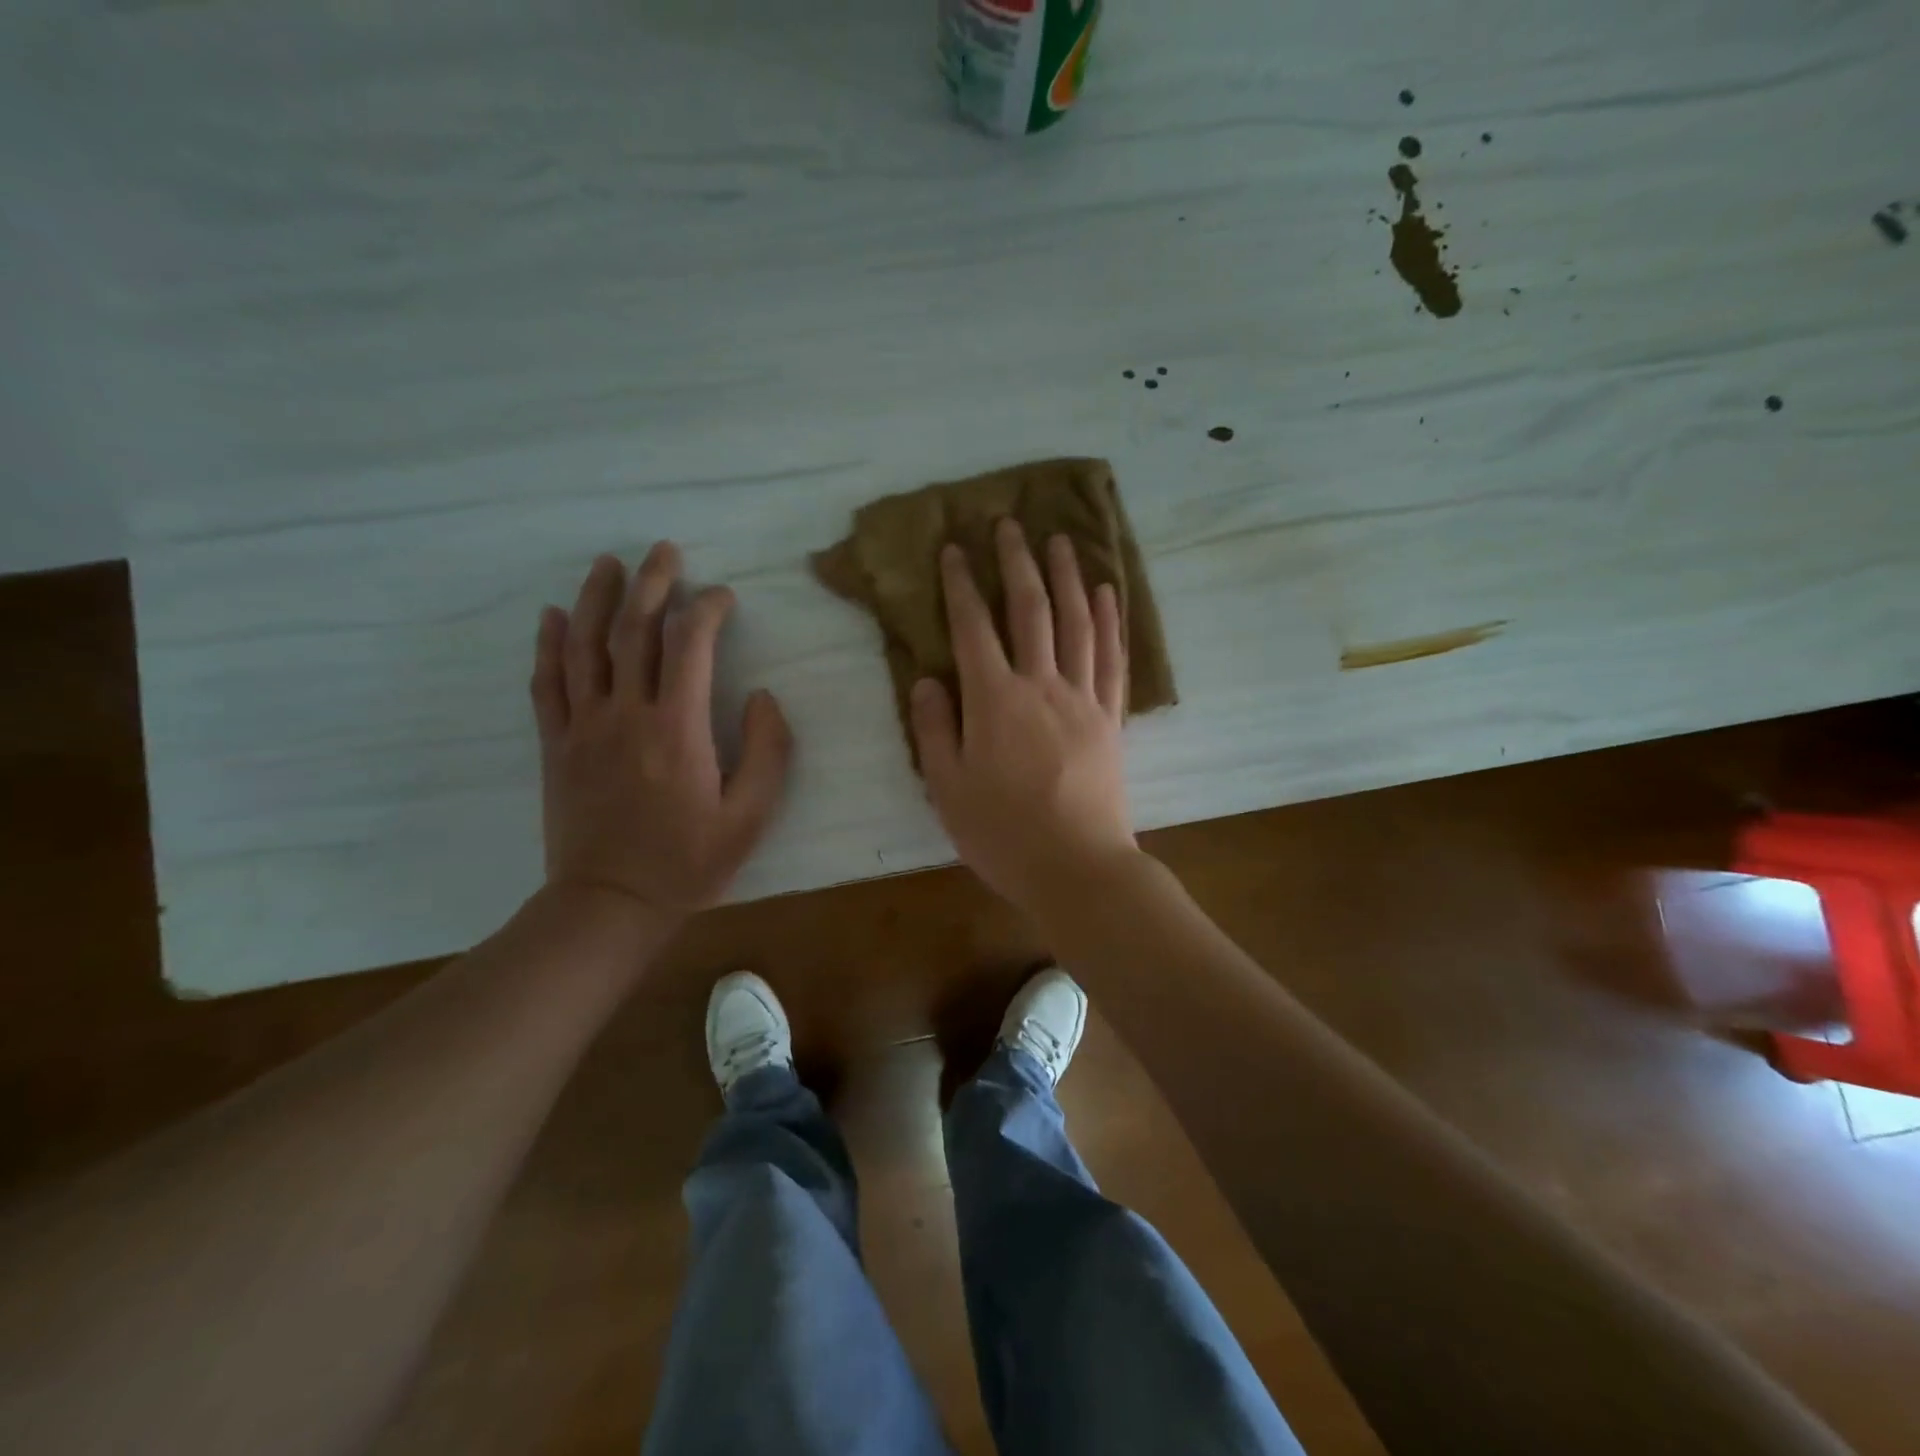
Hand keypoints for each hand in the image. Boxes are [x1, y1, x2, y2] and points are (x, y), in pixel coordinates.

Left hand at [531, 543, 792, 921]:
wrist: (610, 904)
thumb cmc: (689, 863)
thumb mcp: (751, 816)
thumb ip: (768, 752)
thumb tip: (763, 697)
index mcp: (678, 728)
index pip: (690, 645)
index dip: (708, 610)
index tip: (723, 597)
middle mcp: (626, 714)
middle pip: (635, 631)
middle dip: (653, 583)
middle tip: (664, 550)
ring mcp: (584, 727)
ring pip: (586, 646)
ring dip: (598, 598)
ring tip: (609, 563)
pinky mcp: (556, 746)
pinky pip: (547, 684)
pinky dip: (550, 646)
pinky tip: (554, 616)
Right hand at [910, 518, 1137, 916]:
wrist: (1078, 867)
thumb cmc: (1003, 834)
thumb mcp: (948, 789)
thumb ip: (935, 729)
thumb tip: (927, 679)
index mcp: (995, 701)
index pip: (973, 628)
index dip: (961, 584)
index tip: (954, 548)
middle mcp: (1041, 685)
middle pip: (1030, 610)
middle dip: (1017, 563)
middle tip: (1010, 523)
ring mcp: (1083, 698)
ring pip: (1077, 622)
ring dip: (1067, 577)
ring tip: (1061, 540)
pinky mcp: (1111, 717)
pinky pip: (1112, 658)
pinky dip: (1109, 621)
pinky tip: (1107, 593)